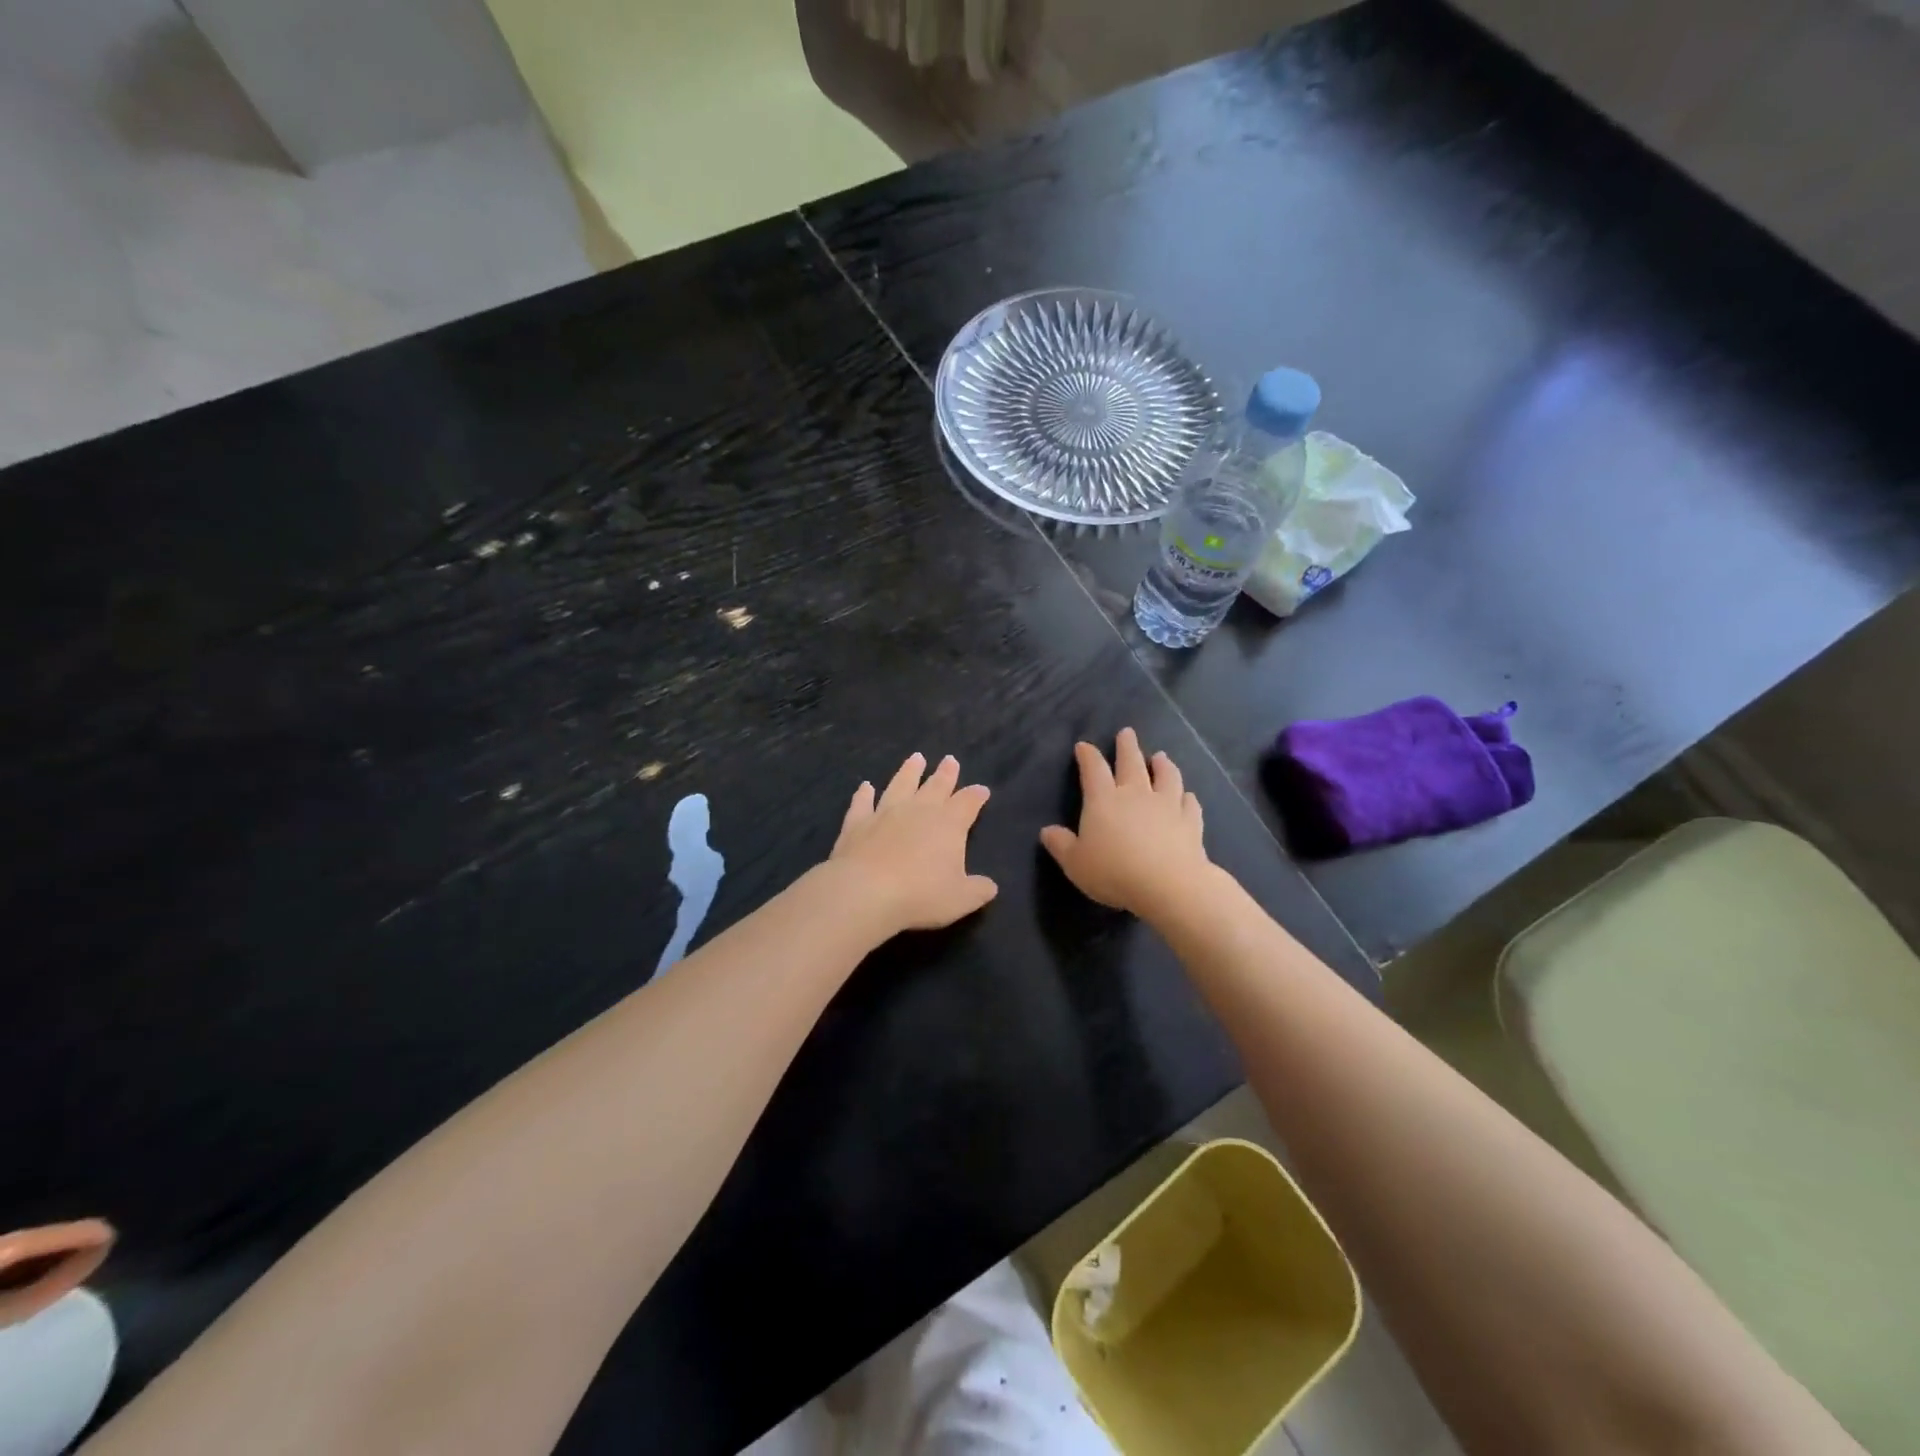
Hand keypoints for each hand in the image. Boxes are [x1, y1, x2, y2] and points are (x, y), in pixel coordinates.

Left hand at [829, 753, 998, 934]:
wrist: (866, 892)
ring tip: (916, 758)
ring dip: (909, 771)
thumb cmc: (921, 895)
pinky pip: (862, 803)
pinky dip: (864, 794)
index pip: (967, 803)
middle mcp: (918, 810)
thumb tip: (990, 886)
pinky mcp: (857, 824)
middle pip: (936, 786)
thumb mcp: (961, 899)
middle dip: (945, 773)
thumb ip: (978, 890)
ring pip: (900, 784)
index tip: (982, 790)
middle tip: (949, 760)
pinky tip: (865, 786)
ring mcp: (885, 813)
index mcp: (949, 824)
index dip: (976, 796)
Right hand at [1040, 728, 1210, 916]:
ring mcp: (1167, 805)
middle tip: (1127, 733)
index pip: (1093, 769)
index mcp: (1104, 800)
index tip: (1083, 746)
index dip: (1087, 756)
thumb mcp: (1075, 863)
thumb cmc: (1114, 872)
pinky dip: (1187, 797)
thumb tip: (1047, 831)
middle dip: (1127, 746)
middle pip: (1131, 762)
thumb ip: (1061, 845)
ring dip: (1163, 765)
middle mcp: (1136, 794)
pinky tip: (1188, 796)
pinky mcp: (1190, 822)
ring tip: (1161, 756)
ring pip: (1166, 776)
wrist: (1168, 885)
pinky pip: (1189, 803)